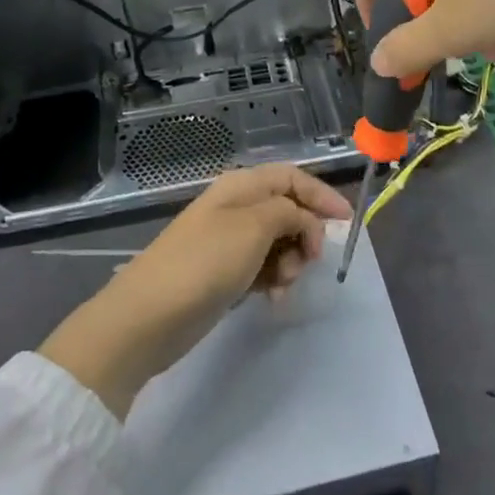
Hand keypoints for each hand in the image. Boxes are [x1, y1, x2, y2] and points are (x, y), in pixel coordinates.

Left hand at [38, 165, 351, 417]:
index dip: (321, 195)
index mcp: (240, 187)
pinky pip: (262, 269)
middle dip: (305, 234)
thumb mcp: (254, 227)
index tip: (346, 223)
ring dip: (291, 262)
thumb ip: (289, 212)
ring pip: (278, 242)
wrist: (148, 317)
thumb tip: (303, 218)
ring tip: (284, 286)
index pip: (291, 178)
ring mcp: (227, 242)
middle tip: (308, 263)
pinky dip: (274, 281)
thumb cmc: (205, 263)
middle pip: (287, 210)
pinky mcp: (223, 274)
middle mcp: (235, 208)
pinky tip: (273, 300)